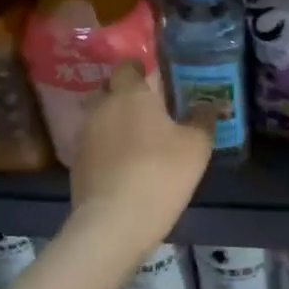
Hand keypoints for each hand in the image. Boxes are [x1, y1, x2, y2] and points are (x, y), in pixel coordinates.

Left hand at [68, 62, 213, 256]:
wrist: (114, 221)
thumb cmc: (160, 173)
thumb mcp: (196, 147)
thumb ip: (203, 119)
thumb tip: (211, 103)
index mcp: (130, 94)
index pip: (128, 67)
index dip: (140, 70)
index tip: (155, 80)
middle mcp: (102, 107)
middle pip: (108, 89)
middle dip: (124, 94)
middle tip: (148, 109)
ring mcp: (85, 135)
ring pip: (99, 117)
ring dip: (115, 122)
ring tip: (137, 139)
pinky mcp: (77, 163)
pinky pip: (94, 144)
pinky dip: (107, 147)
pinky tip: (123, 164)